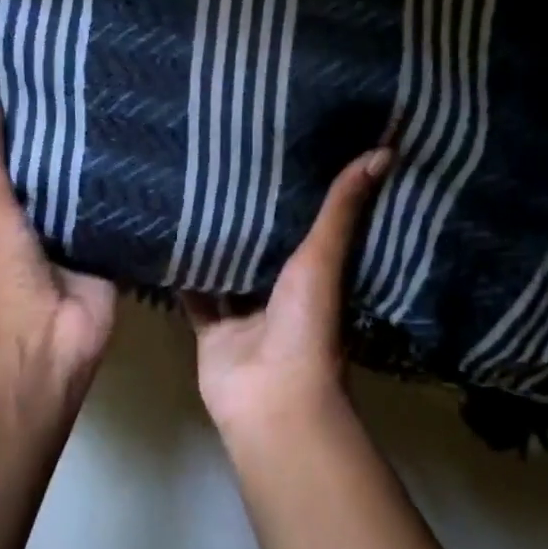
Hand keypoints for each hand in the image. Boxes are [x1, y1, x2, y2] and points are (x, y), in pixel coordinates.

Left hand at [0, 62, 116, 409]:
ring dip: (115, 151)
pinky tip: (167, 144)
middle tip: (109, 62)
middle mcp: (46, 208)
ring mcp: (85, 228)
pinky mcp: (118, 245)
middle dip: (80, 122)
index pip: (22, 139)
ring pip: (100, 180)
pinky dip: (143, 186)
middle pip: (65, 157)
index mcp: (8, 196)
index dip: (31, 102)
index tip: (51, 53)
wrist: (44, 340)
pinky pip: (131, 209)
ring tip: (143, 91)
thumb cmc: (2, 270)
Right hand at [182, 148, 391, 444]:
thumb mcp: (324, 259)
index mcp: (314, 276)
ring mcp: (243, 313)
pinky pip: (193, 295)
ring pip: (225, 269)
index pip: (308, 226)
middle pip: (262, 247)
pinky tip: (162, 237)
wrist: (270, 398)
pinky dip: (180, 273)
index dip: (298, 193)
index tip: (285, 151)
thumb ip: (341, 210)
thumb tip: (385, 150)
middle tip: (228, 162)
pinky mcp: (211, 329)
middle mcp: (279, 292)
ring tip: (190, 190)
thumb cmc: (306, 326)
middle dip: (247, 214)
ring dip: (212, 241)